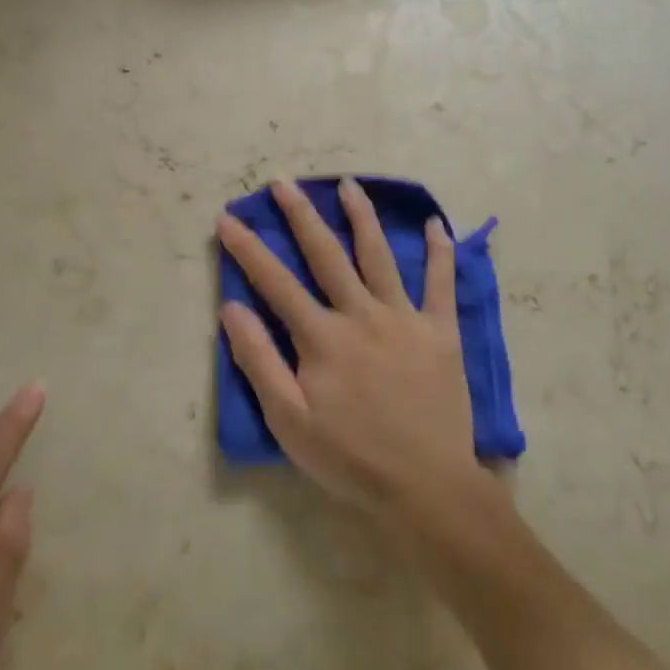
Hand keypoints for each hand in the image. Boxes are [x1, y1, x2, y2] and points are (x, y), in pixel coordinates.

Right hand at [218, 177, 486, 534]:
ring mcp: (404, 318)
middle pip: (326, 254)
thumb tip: (232, 308)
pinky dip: (441, 253)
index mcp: (322, 337)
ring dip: (362, 217)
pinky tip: (437, 225)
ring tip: (349, 184)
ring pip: (378, 256)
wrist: (426, 487)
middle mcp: (361, 314)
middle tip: (283, 181)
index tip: (227, 218)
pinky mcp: (440, 331)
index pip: (276, 282)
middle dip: (301, 215)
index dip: (248, 248)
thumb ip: (259, 361)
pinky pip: (441, 284)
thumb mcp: (289, 421)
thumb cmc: (350, 458)